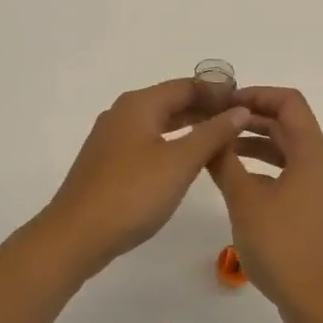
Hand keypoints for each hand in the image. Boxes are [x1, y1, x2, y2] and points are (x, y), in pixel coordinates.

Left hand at [31, 79, 250, 283]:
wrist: (75, 236)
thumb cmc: (132, 194)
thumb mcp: (180, 162)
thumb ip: (212, 133)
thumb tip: (239, 110)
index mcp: (139, 104)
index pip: (187, 85)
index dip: (218, 92)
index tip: (246, 103)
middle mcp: (123, 113)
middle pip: (172, 101)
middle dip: (206, 109)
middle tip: (240, 123)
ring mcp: (112, 138)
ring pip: (159, 123)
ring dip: (190, 127)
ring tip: (222, 140)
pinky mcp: (108, 162)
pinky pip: (148, 142)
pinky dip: (172, 143)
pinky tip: (187, 161)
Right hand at [206, 87, 322, 321]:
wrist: (321, 303)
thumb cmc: (283, 245)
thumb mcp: (245, 200)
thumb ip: (225, 163)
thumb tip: (211, 135)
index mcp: (313, 152)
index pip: (289, 102)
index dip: (257, 94)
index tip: (224, 103)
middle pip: (290, 125)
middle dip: (252, 120)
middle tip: (215, 124)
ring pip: (290, 152)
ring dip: (257, 146)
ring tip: (220, 151)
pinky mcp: (319, 213)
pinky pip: (292, 176)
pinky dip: (266, 170)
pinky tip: (240, 185)